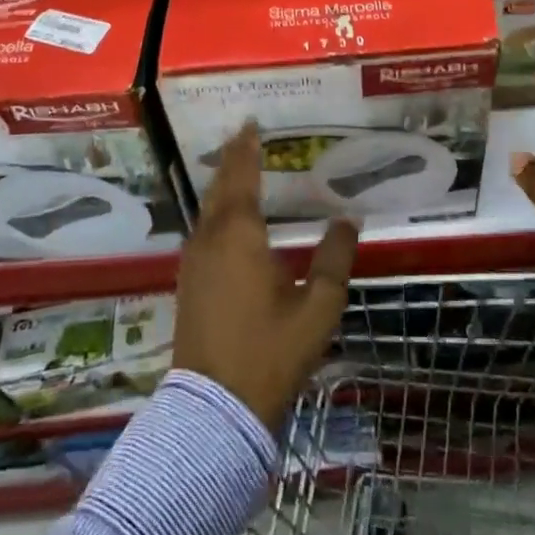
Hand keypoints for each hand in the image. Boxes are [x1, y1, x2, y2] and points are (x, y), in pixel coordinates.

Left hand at [174, 122, 359, 427]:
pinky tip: (225, 219)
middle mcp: (210, 240)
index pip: (242, 177)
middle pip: (218, 189)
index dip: (246, 149)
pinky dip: (214, 211)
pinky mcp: (187, 285)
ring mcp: (193, 264)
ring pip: (206, 210)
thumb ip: (335, 258)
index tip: (251, 124)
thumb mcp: (318, 306)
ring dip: (222, 185)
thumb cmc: (270, 352)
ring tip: (238, 169)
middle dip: (231, 160)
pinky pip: (201, 230)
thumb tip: (347, 219)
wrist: (214, 410)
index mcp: (240, 236)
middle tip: (244, 137)